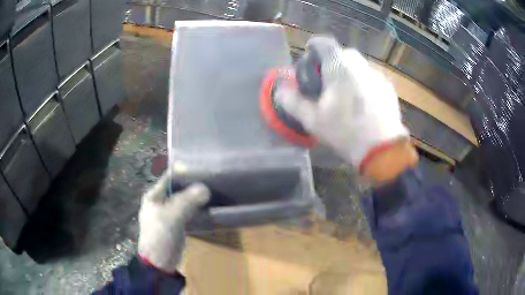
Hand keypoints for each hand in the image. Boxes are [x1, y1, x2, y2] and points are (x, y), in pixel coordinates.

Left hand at [138, 169, 209, 272]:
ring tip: (213, 188)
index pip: (170, 177)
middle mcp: (161, 201)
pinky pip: (188, 211)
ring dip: (195, 196)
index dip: (184, 171)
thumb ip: (187, 201)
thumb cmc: (159, 236)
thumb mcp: (171, 217)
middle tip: (212, 178)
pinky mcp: (177, 223)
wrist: (159, 262)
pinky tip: (208, 205)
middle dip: (193, 184)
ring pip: (184, 200)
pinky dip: (196, 207)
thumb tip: (205, 188)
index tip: (202, 166)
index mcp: (154, 195)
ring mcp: (169, 213)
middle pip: (178, 188)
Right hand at [276, 36, 408, 171]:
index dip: (313, 47)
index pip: (323, 43)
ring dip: (349, 72)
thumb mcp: (313, 120)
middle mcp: (360, 64)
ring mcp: (377, 74)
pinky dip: (364, 82)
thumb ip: (293, 101)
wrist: (383, 149)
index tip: (309, 59)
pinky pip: (371, 76)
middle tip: (327, 81)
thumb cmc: (345, 131)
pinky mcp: (388, 86)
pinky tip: (363, 102)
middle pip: (342, 53)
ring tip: (346, 93)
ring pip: (358, 65)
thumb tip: (280, 90)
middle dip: (331, 62)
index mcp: (339, 66)